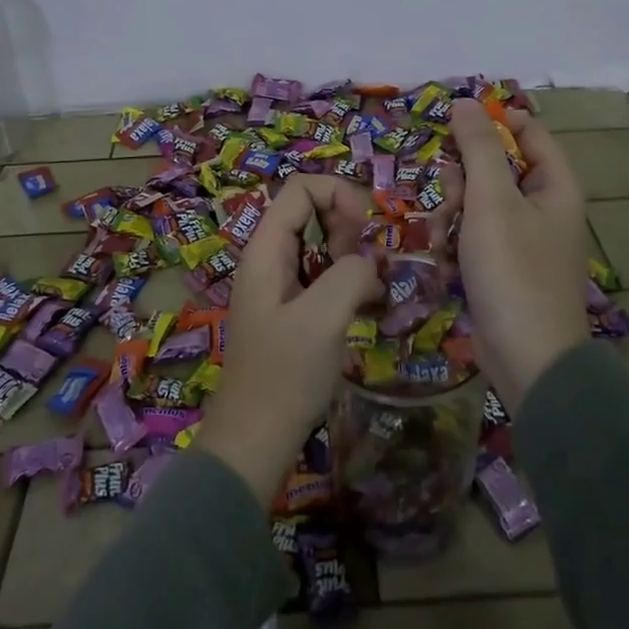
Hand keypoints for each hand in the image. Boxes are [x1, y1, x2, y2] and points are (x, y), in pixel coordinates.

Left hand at [196, 175, 383, 503]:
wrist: (255, 440)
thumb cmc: (284, 377)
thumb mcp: (322, 320)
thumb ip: (350, 274)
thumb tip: (370, 265)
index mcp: (266, 250)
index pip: (301, 188)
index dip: (339, 195)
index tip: (365, 232)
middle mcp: (269, 259)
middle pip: (312, 211)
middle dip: (349, 227)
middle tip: (368, 266)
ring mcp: (279, 285)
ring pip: (322, 245)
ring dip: (353, 257)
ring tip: (374, 289)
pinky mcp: (292, 311)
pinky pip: (324, 276)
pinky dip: (349, 281)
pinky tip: (370, 308)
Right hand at [448, 98, 591, 409]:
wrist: (527, 359)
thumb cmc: (513, 272)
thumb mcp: (492, 202)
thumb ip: (478, 148)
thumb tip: (466, 102)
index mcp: (555, 185)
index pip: (527, 132)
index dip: (491, 124)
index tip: (451, 129)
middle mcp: (543, 207)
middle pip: (495, 167)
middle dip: (462, 180)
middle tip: (449, 200)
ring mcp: (522, 239)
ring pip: (476, 203)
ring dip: (451, 215)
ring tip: (442, 240)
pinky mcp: (502, 267)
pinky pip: (473, 236)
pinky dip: (455, 243)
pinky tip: (443, 262)